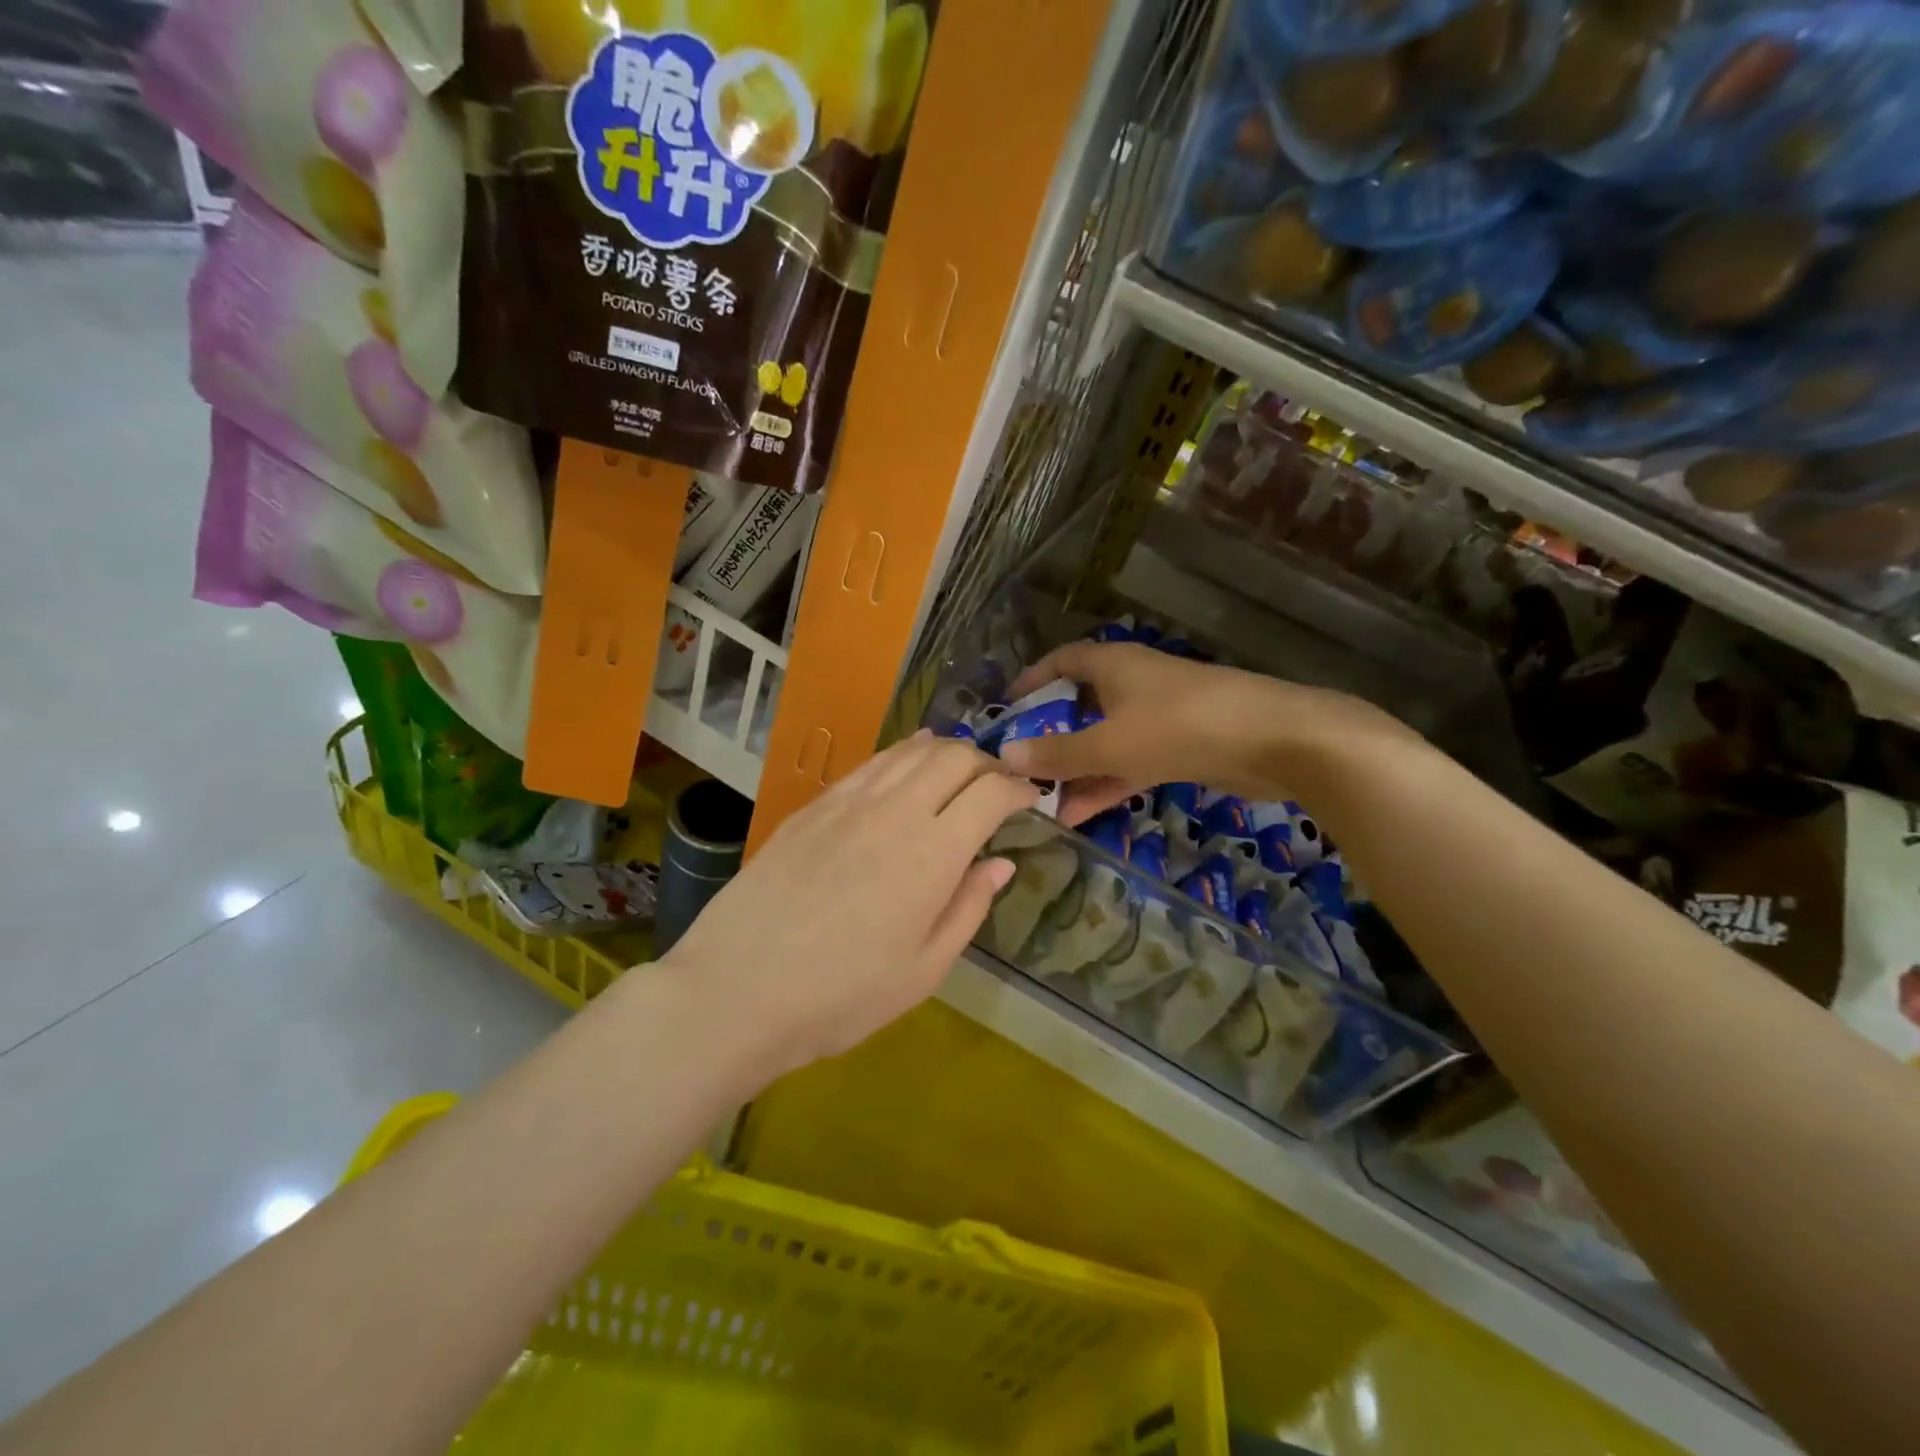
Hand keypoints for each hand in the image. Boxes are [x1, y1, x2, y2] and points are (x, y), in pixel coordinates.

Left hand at [660, 732, 1038, 1076]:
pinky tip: (907, 764)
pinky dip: (902, 754)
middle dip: (987, 763)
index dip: (1019, 789)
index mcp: (932, 854)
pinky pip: (871, 763)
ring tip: (960, 771)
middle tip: (998, 787)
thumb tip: (1001, 863)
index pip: (991, 792)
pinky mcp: (814, 806)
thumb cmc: (841, 997)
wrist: (737, 990)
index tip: (1031, 799)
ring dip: (946, 752)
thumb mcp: (923, 971)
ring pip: (911, 750)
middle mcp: (895, 811)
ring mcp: (849, 802)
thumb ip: (968, 908)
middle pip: (954, 757)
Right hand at [999, 641, 1413, 821]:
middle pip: (1078, 706)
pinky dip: (1105, 783)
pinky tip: (1079, 814)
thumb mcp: (1110, 743)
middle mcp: (1131, 684)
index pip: (1060, 662)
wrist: (1275, 741)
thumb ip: (1058, 753)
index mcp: (1112, 665)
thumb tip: (1004, 756)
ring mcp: (1157, 717)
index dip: (1031, 681)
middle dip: (1049, 737)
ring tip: (1039, 803)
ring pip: (1104, 741)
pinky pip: (1129, 763)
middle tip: (1017, 768)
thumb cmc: (1180, 727)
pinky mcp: (1179, 747)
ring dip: (1075, 770)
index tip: (1005, 710)